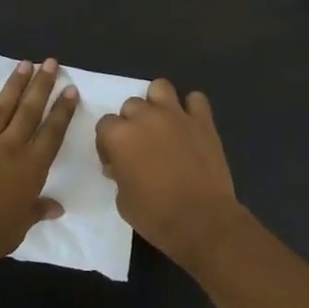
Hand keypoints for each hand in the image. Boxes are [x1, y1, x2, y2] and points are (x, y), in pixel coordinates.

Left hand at [0, 59, 77, 270]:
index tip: (70, 89)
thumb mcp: (19, 227)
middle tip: (50, 62)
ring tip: (24, 65)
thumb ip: (36, 211)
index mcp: (30, 168)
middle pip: (29, 112)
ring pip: (1, 109)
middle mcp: (9, 148)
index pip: (52, 133)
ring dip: (13, 86)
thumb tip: (56, 208)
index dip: (63, 111)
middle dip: (41, 86)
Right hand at [95, 78, 243, 267]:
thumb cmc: (155, 215)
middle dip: (132, 122)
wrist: (201, 220)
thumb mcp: (122, 199)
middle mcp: (146, 117)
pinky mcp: (203, 121)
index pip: (105, 124)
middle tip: (140, 146)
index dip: (108, 143)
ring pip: (160, 87)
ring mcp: (176, 115)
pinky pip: (196, 99)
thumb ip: (119, 173)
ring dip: (157, 102)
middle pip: (131, 105)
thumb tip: (122, 165)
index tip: (115, 161)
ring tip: (162, 124)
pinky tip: (190, 125)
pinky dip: (191, 108)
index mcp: (120, 135)